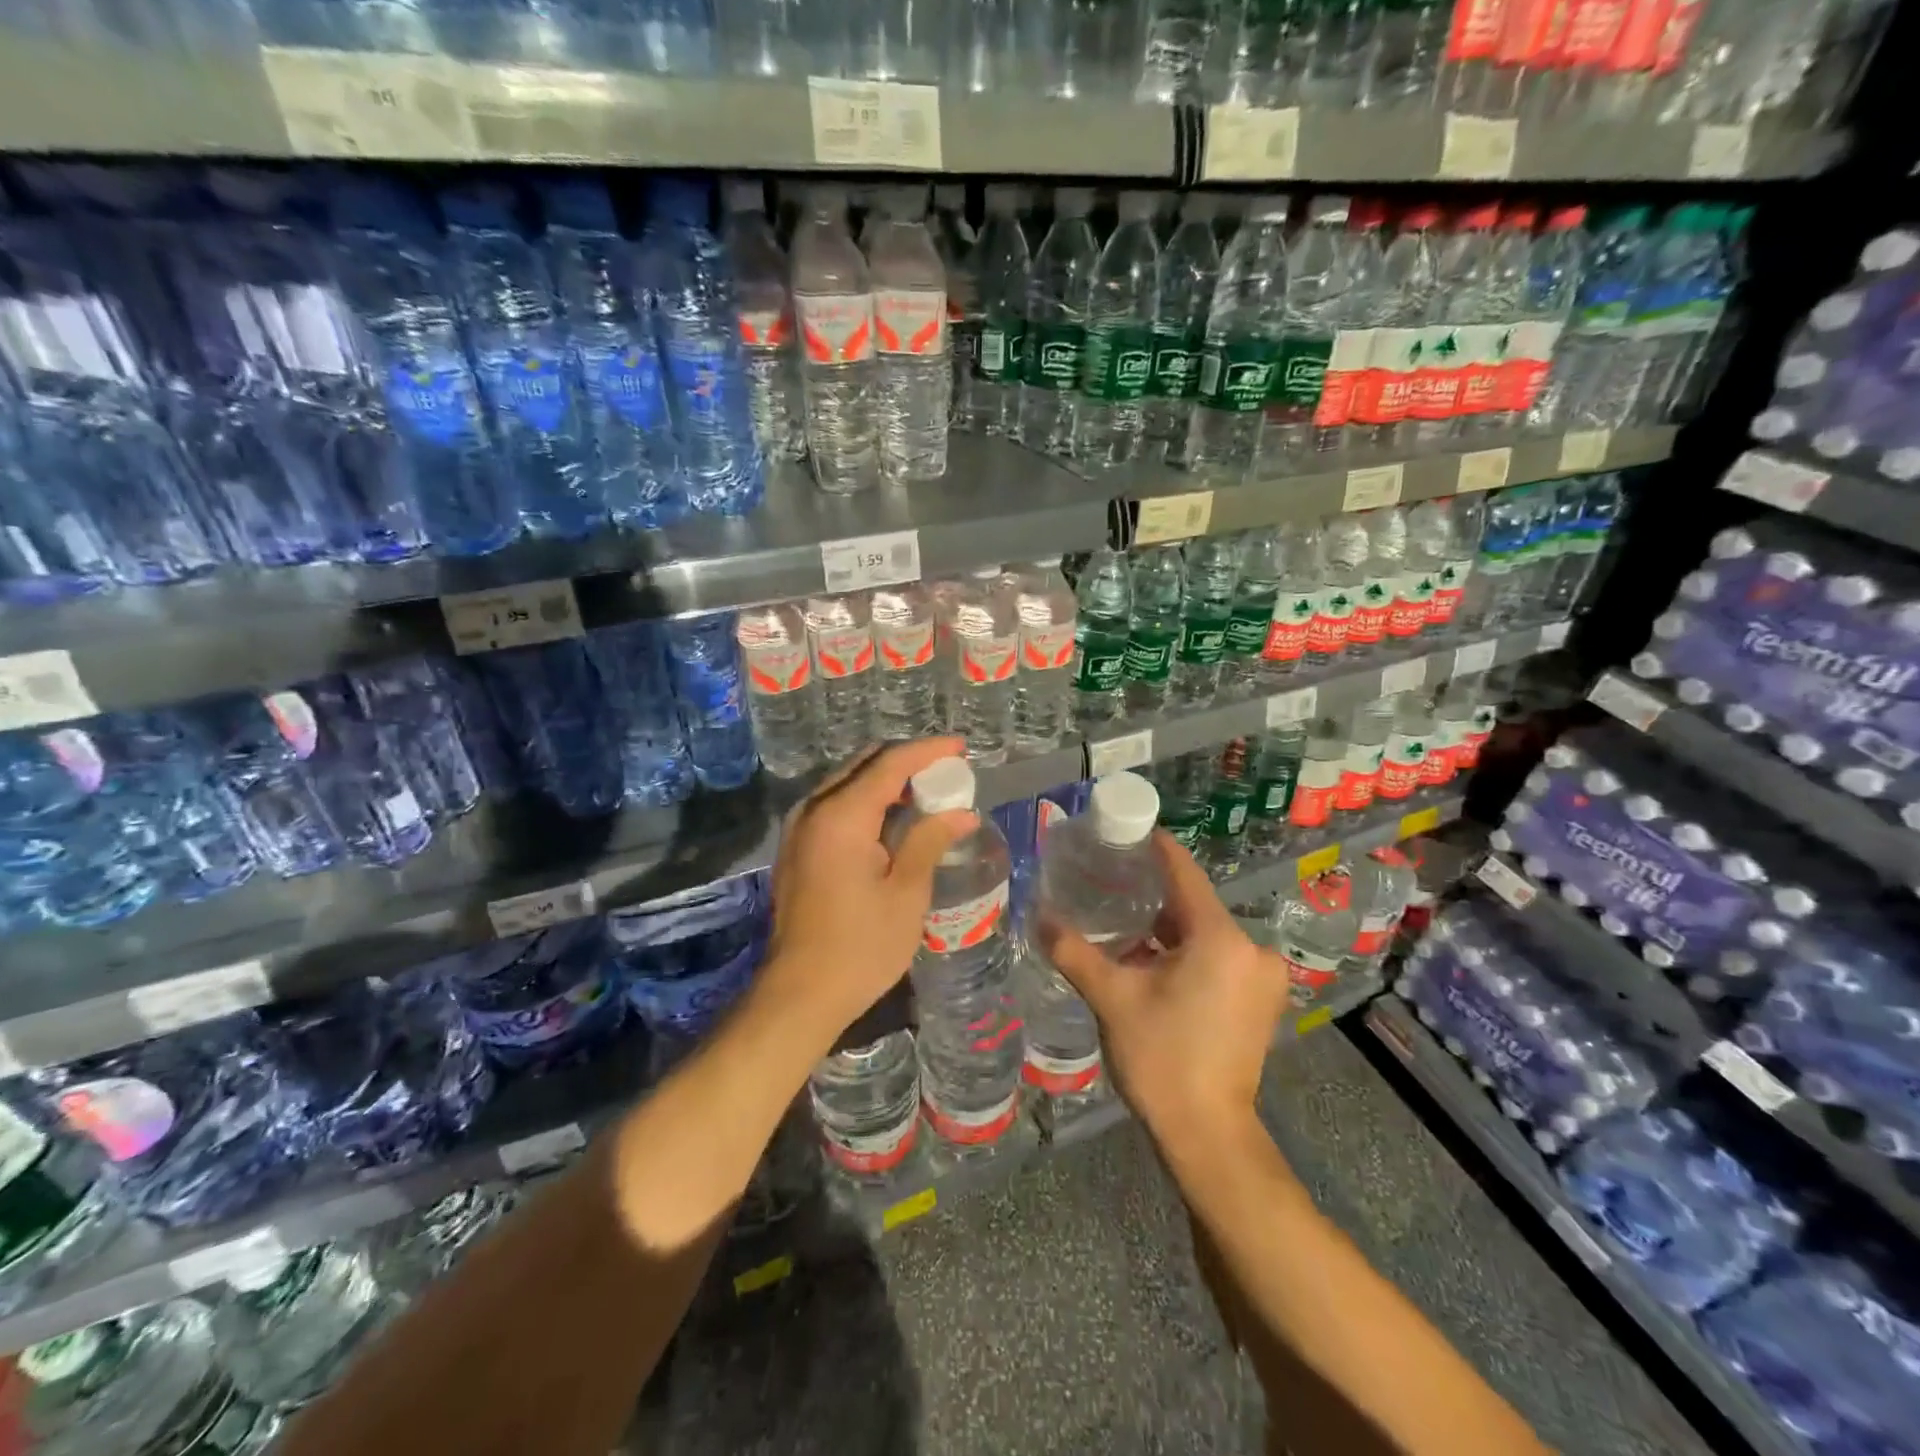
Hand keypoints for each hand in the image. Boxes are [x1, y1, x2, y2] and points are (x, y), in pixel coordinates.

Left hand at [757, 738, 976, 1052]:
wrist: (800, 994)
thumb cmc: (861, 946)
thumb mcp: (906, 892)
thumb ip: (930, 840)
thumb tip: (962, 813)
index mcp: (841, 816)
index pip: (890, 763)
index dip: (928, 752)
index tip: (961, 748)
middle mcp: (814, 810)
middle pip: (864, 765)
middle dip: (907, 762)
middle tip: (947, 773)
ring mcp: (799, 828)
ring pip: (848, 783)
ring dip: (886, 781)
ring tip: (927, 793)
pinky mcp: (797, 848)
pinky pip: (836, 806)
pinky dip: (867, 801)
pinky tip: (893, 819)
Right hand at [1038, 832, 1287, 1147]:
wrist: (1207, 1135)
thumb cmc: (1161, 1058)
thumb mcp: (1112, 998)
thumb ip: (1074, 951)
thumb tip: (1038, 916)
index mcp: (1221, 938)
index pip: (1185, 874)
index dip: (1156, 849)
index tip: (1127, 829)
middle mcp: (1251, 949)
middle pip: (1195, 905)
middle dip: (1153, 894)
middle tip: (1109, 878)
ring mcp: (1260, 977)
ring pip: (1205, 933)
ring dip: (1167, 928)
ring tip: (1122, 918)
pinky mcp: (1259, 1000)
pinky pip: (1218, 956)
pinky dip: (1186, 952)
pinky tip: (1151, 957)